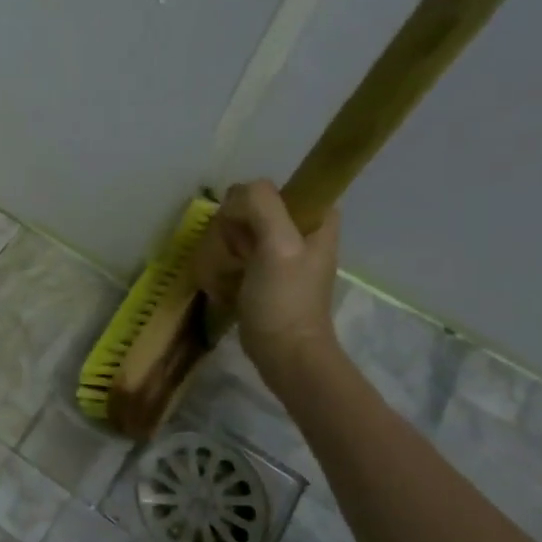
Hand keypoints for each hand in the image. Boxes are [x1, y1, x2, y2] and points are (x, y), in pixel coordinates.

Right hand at [234, 179, 341, 383]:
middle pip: (256, 208)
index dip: (256, 202)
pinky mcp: (266, 276)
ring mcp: (284, 255)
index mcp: (318, 219)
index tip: (247, 227)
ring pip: (242, 230)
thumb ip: (261, 205)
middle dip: (237, 226)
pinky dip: (226, 262)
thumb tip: (236, 194)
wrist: (285, 352)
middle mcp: (303, 232)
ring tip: (229, 269)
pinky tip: (224, 280)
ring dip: (227, 246)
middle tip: (239, 253)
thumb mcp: (278, 244)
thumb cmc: (285, 298)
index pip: (279, 188)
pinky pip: (238, 254)